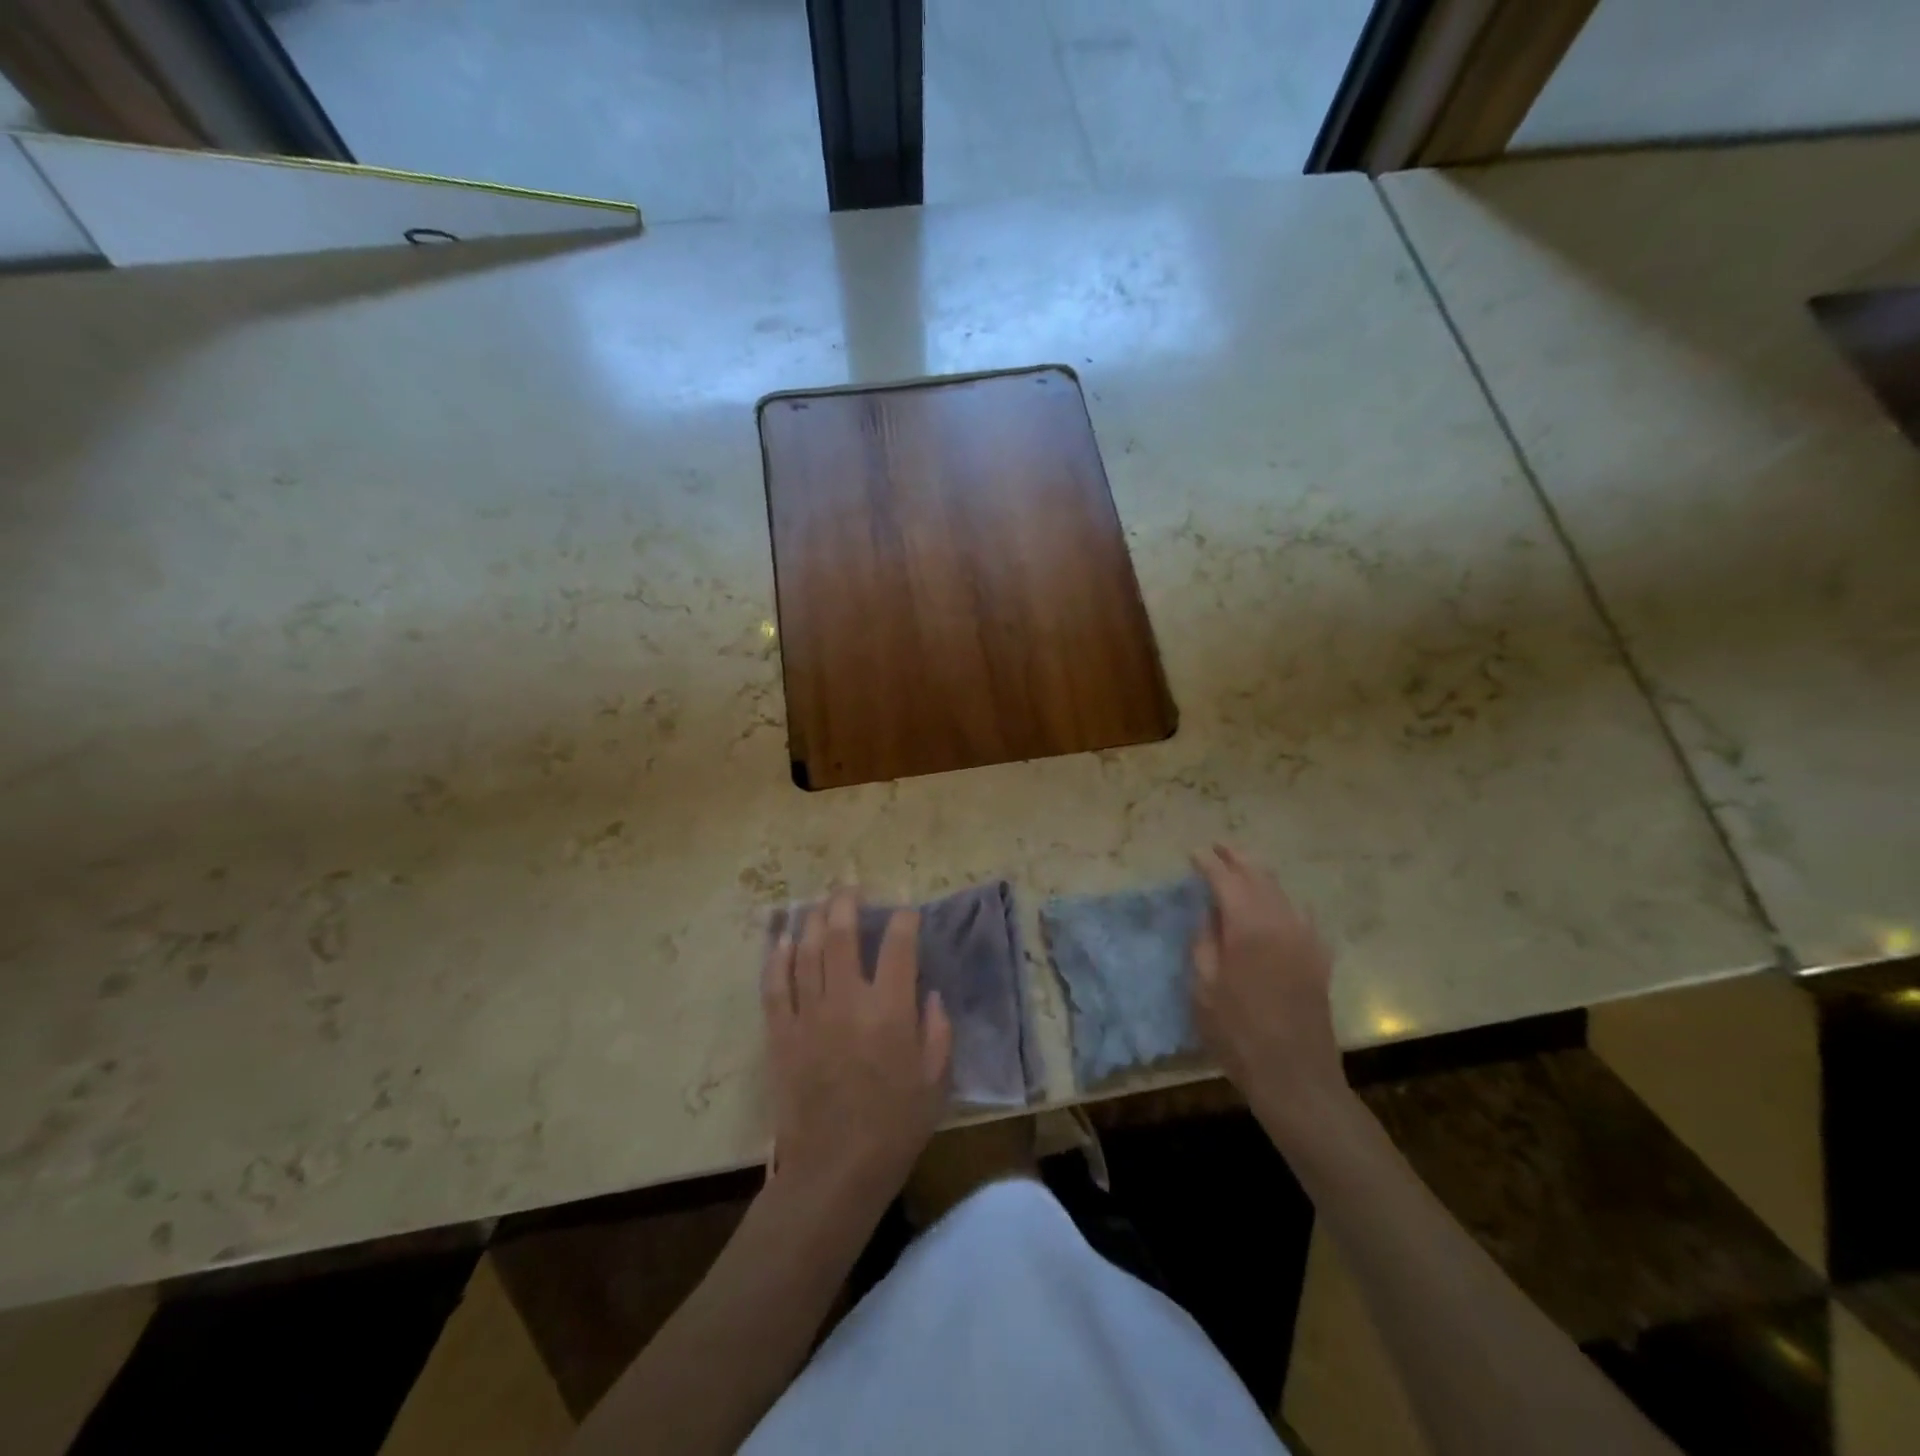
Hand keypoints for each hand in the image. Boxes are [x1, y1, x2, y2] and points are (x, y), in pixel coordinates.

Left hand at [762, 889, 952, 1208]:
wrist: (833, 1171)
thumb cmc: (894, 1128)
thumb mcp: (935, 1082)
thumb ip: (938, 1032)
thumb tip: (931, 994)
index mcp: (890, 1010)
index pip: (898, 945)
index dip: (904, 920)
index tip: (907, 913)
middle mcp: (847, 1001)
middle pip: (843, 934)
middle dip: (848, 903)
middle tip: (851, 889)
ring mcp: (809, 1014)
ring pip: (808, 951)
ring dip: (814, 920)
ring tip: (821, 903)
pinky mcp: (781, 1033)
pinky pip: (775, 985)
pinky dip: (779, 958)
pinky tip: (784, 941)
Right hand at [1191, 845, 1349, 1147]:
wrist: (1295, 1076)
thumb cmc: (1238, 1033)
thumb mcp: (1204, 989)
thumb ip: (1204, 944)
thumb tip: (1210, 916)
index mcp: (1248, 927)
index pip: (1226, 881)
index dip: (1209, 865)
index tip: (1194, 854)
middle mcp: (1281, 923)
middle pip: (1259, 877)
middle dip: (1237, 859)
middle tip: (1218, 848)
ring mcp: (1305, 939)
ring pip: (1282, 892)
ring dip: (1260, 875)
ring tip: (1242, 867)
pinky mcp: (1318, 958)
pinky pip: (1301, 915)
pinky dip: (1283, 901)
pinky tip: (1276, 904)